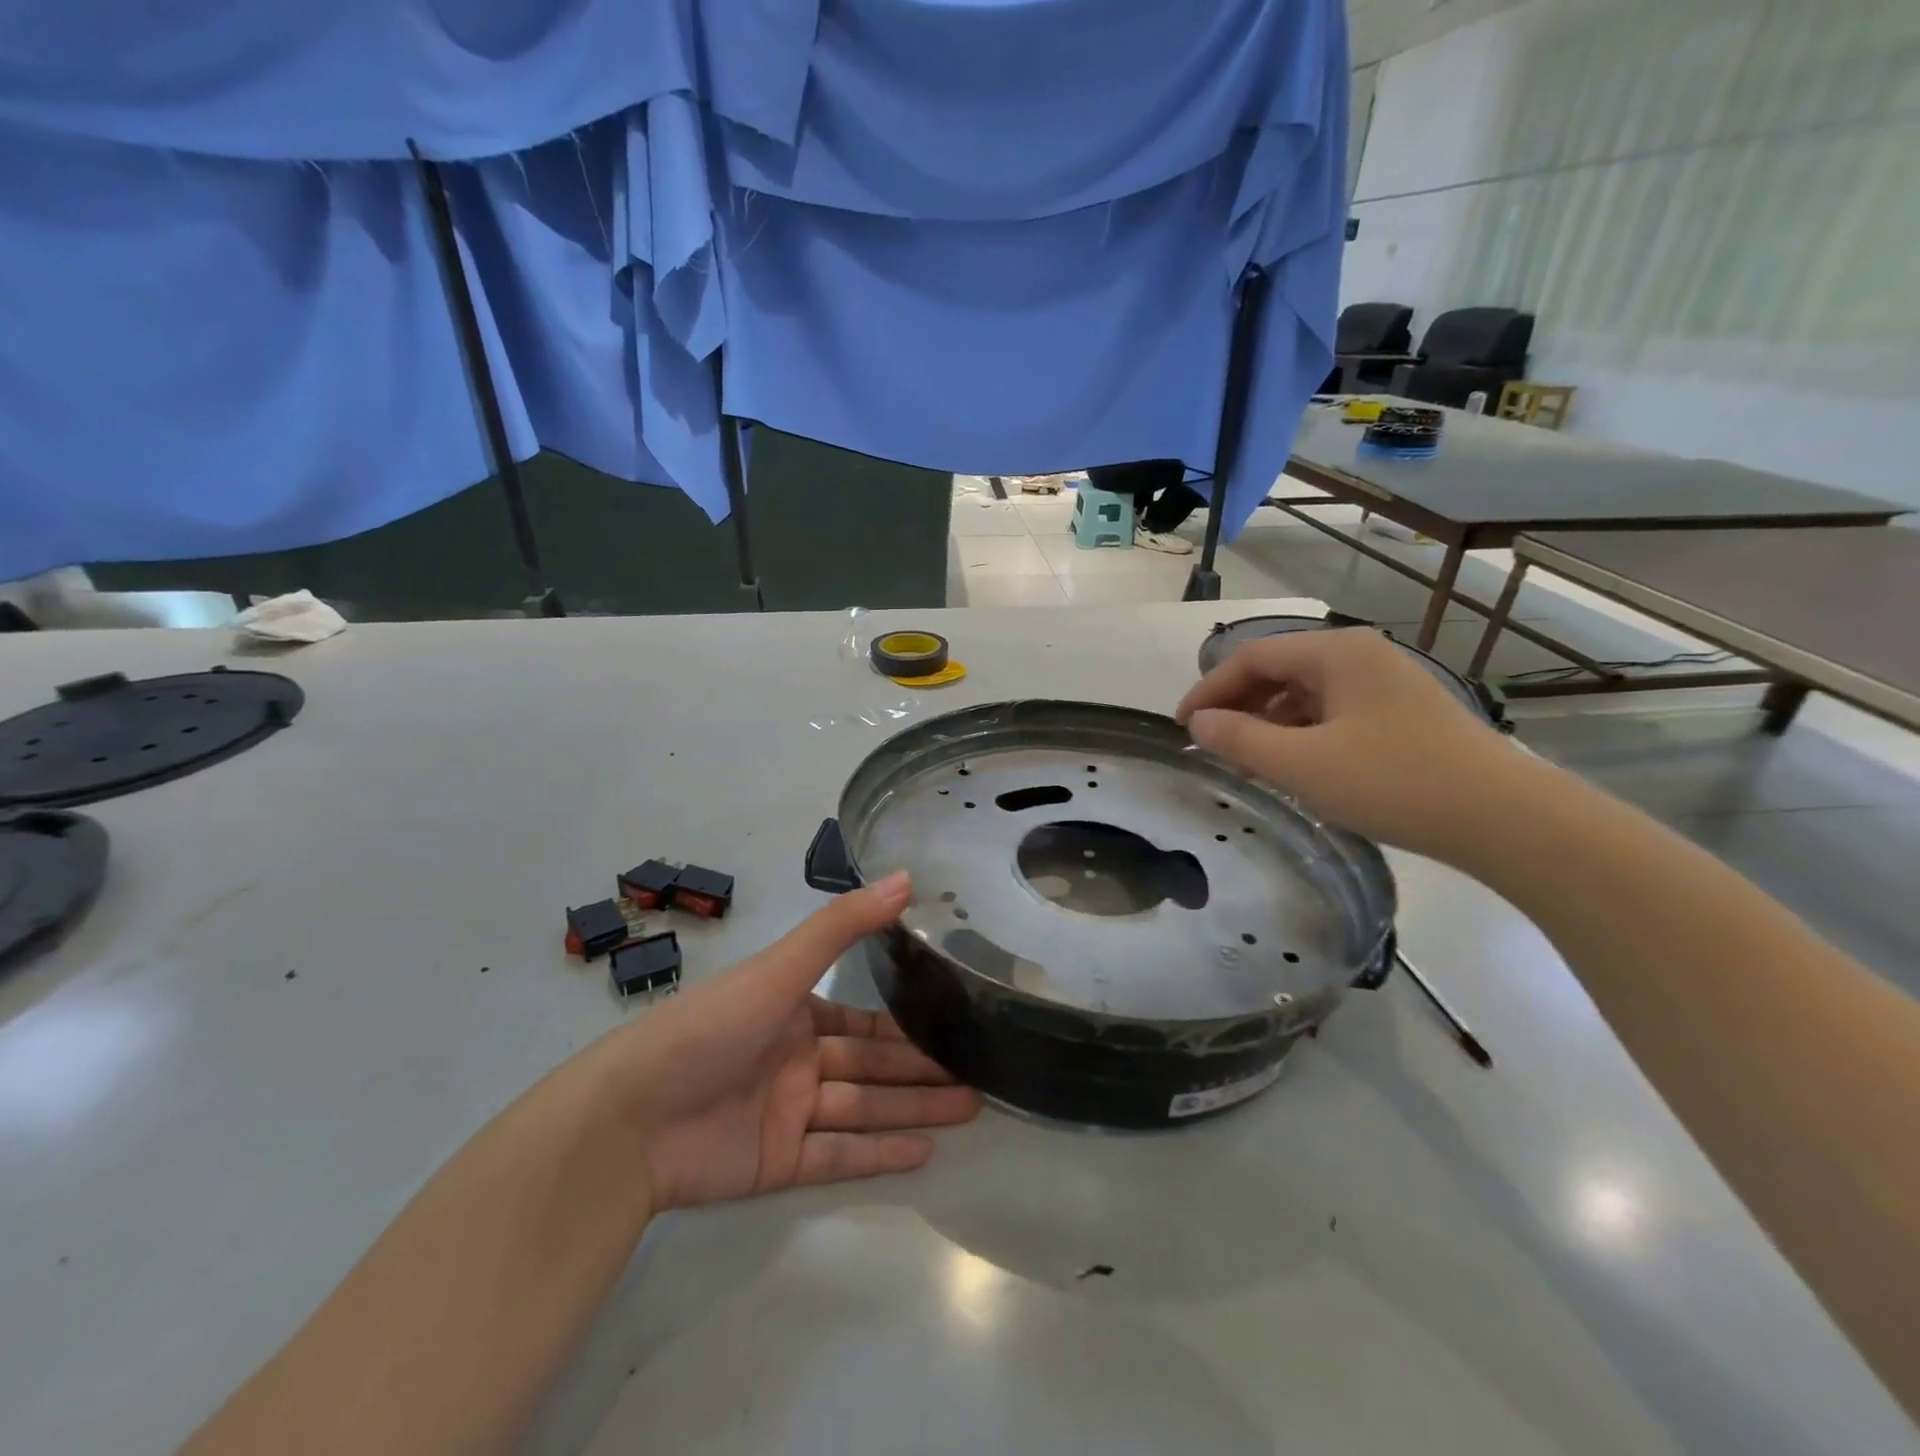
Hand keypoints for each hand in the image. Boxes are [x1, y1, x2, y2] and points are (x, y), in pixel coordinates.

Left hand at [596, 872, 978, 1214]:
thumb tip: (906, 877)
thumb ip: (844, 925)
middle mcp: (797, 1060)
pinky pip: (840, 1154)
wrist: (631, 1118)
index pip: (863, 1023)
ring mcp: (789, 1112)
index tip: (953, 1023)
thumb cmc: (710, 1027)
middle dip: (922, 1070)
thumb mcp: (781, 967)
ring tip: (970, 1107)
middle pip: (872, 1067)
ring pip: (865, 1109)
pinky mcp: (779, 1162)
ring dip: (914, 1109)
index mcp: (794, 1012)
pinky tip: (925, 1151)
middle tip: (979, 1072)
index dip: (907, 1026)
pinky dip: (880, 1153)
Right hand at [1175, 627, 1516, 860]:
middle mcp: (1362, 656)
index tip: (1181, 725)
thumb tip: (1198, 723)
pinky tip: (1294, 766)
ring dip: (1268, 723)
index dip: (1209, 690)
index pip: (1253, 658)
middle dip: (1238, 706)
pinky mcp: (1403, 715)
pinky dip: (1302, 734)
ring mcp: (1387, 684)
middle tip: (1209, 744)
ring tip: (1246, 763)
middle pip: (1280, 671)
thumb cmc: (1393, 782)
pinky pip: (1333, 713)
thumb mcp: (1301, 764)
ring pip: (1306, 694)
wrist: (1505, 818)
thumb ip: (1238, 740)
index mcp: (1337, 653)